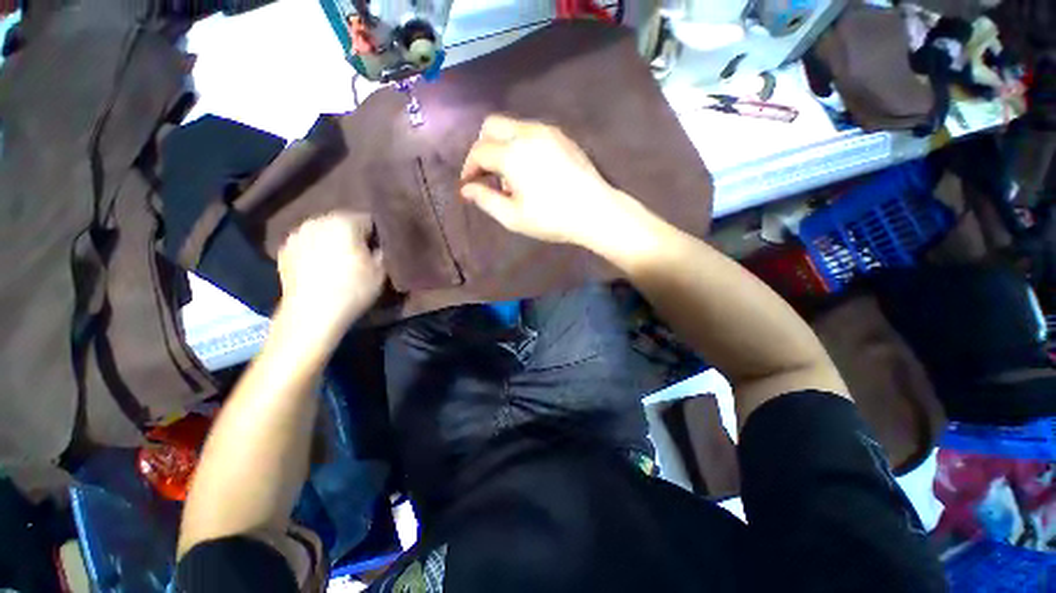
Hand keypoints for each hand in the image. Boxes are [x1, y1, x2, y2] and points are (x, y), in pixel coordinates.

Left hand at [276, 212, 385, 333]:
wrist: (312, 313)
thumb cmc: (353, 289)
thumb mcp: (381, 271)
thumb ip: (381, 250)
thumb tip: (378, 244)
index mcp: (345, 221)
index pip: (368, 220)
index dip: (376, 234)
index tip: (378, 248)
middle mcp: (318, 220)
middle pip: (343, 222)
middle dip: (352, 234)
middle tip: (360, 254)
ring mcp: (297, 233)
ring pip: (323, 231)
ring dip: (332, 240)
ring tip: (338, 259)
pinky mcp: (284, 249)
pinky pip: (307, 243)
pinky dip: (314, 249)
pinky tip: (319, 266)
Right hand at [460, 115, 641, 248]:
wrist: (595, 211)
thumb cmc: (551, 218)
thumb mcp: (513, 217)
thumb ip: (486, 200)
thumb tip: (467, 190)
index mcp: (512, 154)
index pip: (479, 151)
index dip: (469, 167)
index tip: (469, 184)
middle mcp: (527, 133)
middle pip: (492, 125)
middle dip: (483, 147)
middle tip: (486, 174)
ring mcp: (548, 131)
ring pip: (513, 126)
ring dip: (503, 146)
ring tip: (511, 178)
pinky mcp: (563, 136)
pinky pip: (532, 132)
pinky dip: (521, 144)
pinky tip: (531, 170)